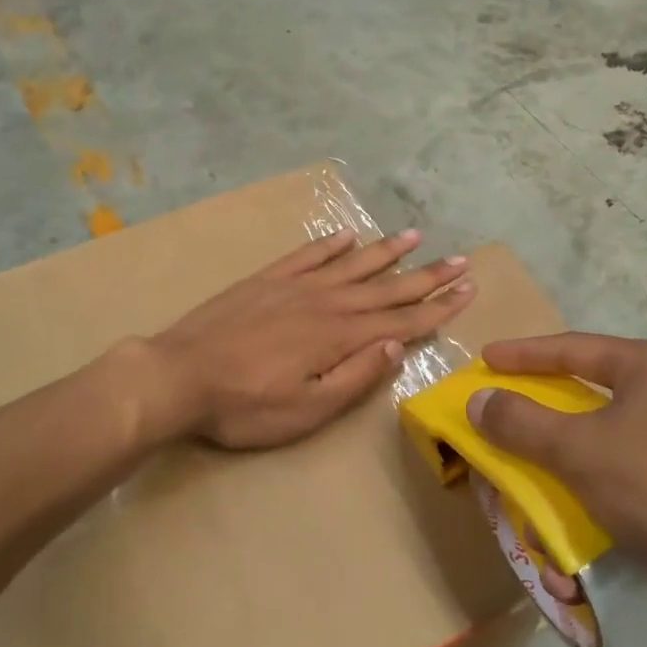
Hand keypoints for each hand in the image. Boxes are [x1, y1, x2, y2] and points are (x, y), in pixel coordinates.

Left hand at [146, 229, 473, 449]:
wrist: (177, 376)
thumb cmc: (245, 406)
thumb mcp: (307, 410)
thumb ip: (355, 376)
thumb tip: (396, 345)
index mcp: (340, 336)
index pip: (403, 320)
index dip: (439, 306)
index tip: (468, 289)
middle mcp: (326, 302)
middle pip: (388, 287)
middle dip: (428, 275)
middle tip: (461, 259)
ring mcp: (295, 287)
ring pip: (352, 264)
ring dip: (386, 252)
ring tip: (415, 236)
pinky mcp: (267, 280)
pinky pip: (307, 255)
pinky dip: (330, 244)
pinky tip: (347, 235)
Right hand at [467, 334, 646, 623]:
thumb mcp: (581, 447)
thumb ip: (524, 424)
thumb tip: (479, 400)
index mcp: (646, 367)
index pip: (571, 349)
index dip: (523, 355)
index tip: (485, 361)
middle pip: (585, 400)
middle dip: (539, 418)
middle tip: (499, 424)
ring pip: (602, 449)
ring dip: (562, 469)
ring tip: (525, 484)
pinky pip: (623, 486)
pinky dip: (591, 501)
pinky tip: (568, 530)